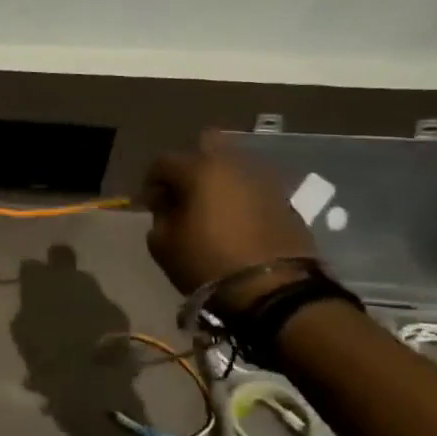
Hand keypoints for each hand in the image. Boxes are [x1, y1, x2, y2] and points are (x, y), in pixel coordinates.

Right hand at [142, 131, 317, 306]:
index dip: (151, 182)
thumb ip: (159, 216)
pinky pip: (253, 188)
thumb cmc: (208, 262)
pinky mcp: (286, 201)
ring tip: (210, 209)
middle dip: (192, 165)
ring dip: (219, 180)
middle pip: (208, 145)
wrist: (274, 290)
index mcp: (200, 169)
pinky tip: (234, 222)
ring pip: (234, 166)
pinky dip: (241, 197)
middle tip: (184, 193)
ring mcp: (265, 181)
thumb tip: (167, 205)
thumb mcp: (163, 243)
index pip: (164, 162)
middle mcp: (234, 165)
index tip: (150, 205)